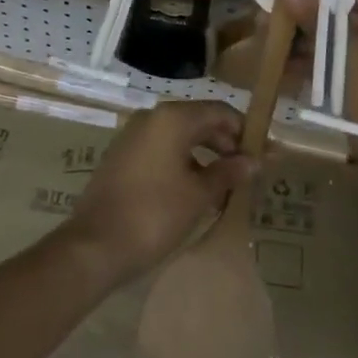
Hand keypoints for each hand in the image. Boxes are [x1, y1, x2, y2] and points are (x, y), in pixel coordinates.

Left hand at [62, 100, 255, 287]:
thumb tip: (255, 161)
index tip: (263, 154)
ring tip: (225, 185)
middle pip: (200, 121)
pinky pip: (162, 149)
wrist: (94, 246)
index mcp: (172, 118)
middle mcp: (152, 117)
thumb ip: (228, 173)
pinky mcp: (123, 155)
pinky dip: (183, 162)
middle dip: (226, 144)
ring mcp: (133, 135)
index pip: (220, 111)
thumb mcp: (199, 196)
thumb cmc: (154, 215)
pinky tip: (195, 190)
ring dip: (205, 155)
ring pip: (180, 136)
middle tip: (247, 172)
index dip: (244, 131)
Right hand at [281, 0, 357, 167]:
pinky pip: (338, 62)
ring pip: (336, 39)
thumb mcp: (341, 51)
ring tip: (268, 40)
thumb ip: (314, 17)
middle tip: (270, 16)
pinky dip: (314, 63)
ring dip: (305, 40)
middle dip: (305, 15)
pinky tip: (282, 66)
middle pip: (342, 12)